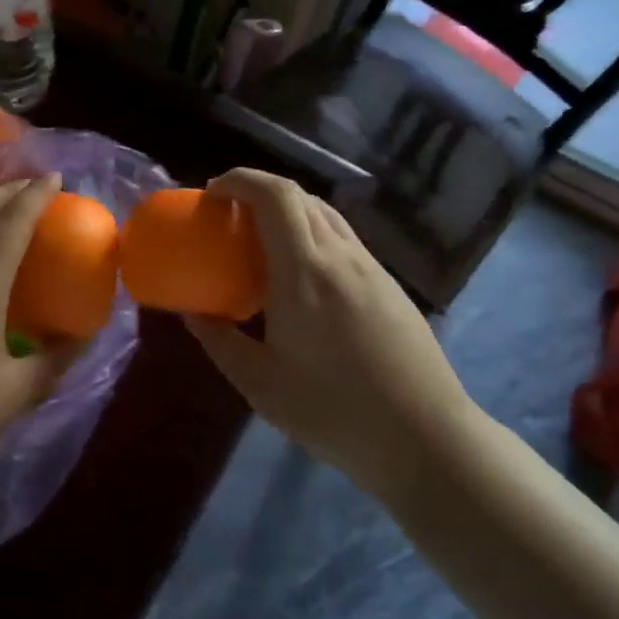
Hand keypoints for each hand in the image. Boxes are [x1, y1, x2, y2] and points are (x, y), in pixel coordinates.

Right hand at [184, 169, 480, 492]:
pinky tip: (302, 277)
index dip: (240, 180)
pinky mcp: (389, 284)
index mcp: (305, 271)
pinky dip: (312, 234)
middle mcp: (340, 255)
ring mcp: (371, 267)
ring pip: (325, 214)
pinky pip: (343, 239)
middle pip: (299, 196)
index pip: (274, 195)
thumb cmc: (335, 412)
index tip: (212, 194)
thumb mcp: (261, 384)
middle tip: (228, 218)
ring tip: (261, 243)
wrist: (426, 439)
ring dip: (288, 212)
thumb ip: (219, 341)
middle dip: (257, 192)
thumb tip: (192, 313)